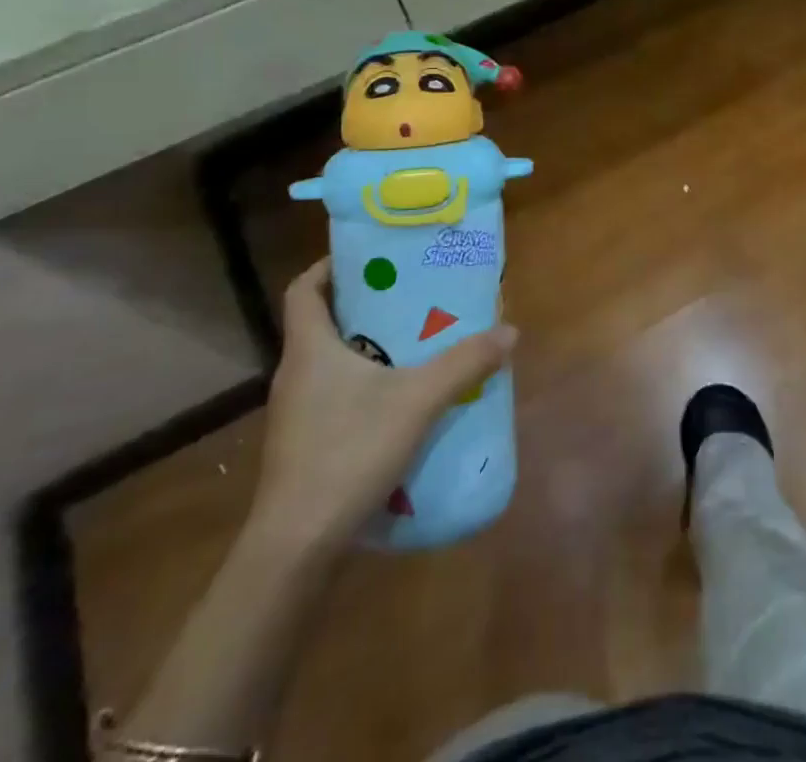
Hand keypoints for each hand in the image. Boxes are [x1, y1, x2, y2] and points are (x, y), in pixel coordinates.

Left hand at [250, 259, 516, 559]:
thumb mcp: (417, 402)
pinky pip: (334, 393)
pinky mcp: (304, 443)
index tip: (371, 257)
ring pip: (330, 360)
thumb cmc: (348, 453)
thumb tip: (510, 331)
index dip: (330, 265)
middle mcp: (296, 373)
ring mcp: (296, 412)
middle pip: (323, 320)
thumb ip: (464, 363)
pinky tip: (400, 397)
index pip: (303, 288)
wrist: (297, 547)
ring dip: (367, 344)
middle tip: (410, 293)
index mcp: (310, 348)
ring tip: (414, 339)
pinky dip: (364, 382)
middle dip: (364, 302)